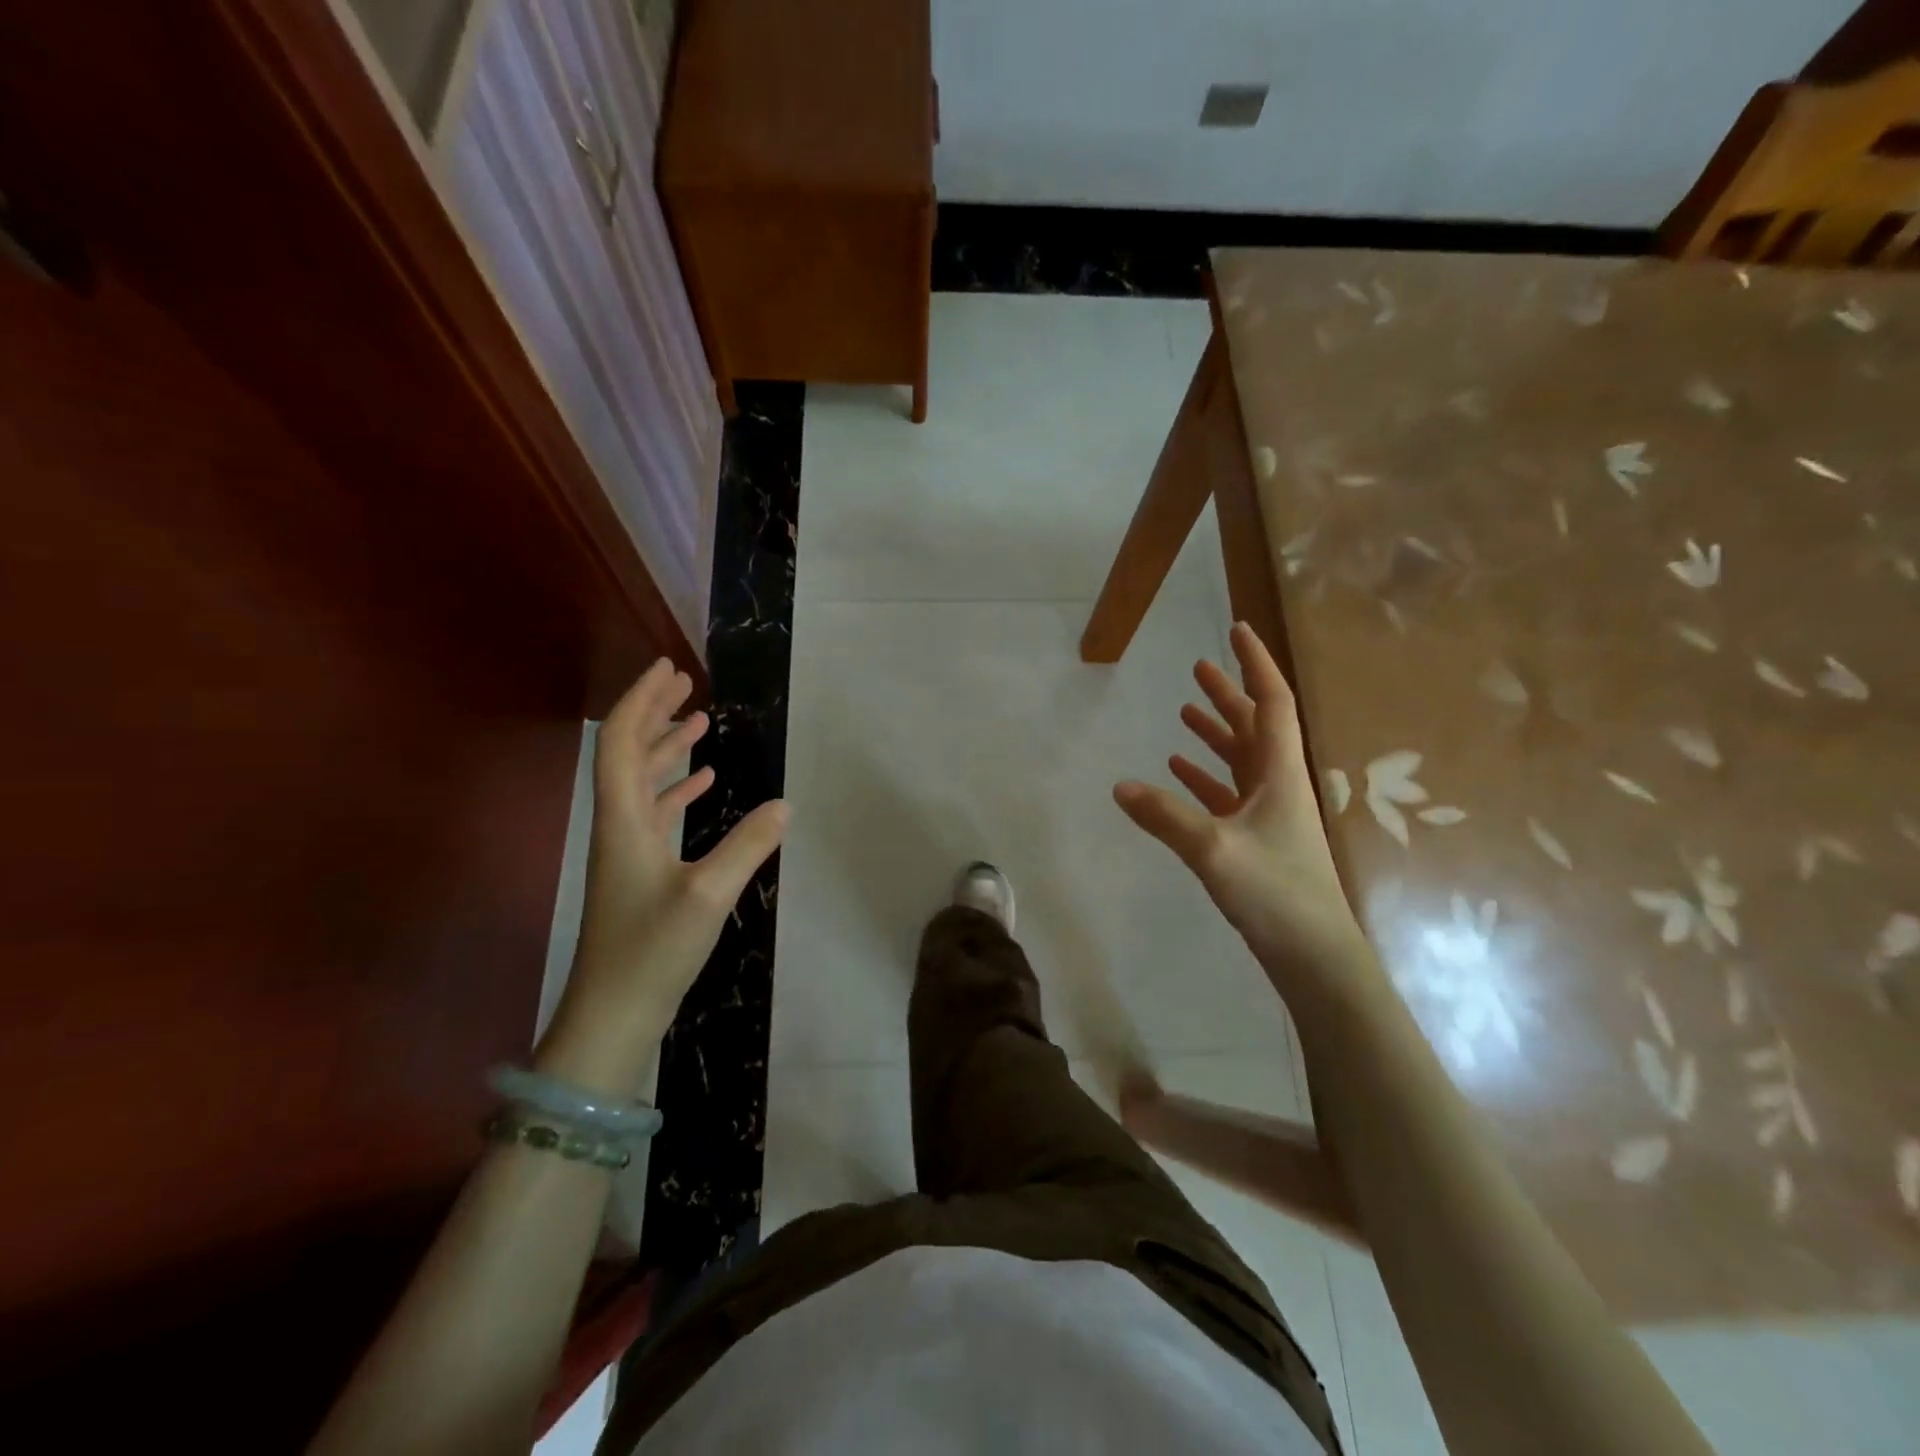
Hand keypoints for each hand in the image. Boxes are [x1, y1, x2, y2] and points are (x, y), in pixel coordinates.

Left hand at [538, 660, 786, 1093]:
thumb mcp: (707, 896)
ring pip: (642, 782)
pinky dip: (678, 788)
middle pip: (627, 753)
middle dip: (654, 713)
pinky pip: (656, 813)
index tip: (670, 670)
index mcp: (624, 820)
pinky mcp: (641, 872)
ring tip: (700, 722)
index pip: (620, 741)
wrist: (613, 1015)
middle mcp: (619, 826)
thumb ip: (747, 846)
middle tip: (686, 684)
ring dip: (667, 747)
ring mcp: (628, 850)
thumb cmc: (652, 951)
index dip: (642, 701)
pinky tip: (704, 783)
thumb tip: (785, 804)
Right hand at [1114, 622, 1372, 1006]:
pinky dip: (1205, 778)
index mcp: (1280, 774)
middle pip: (1254, 726)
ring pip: (1240, 760)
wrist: (1314, 956)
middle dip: (1228, 694)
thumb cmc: (1275, 893)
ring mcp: (1269, 814)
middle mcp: (1278, 785)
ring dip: (1215, 733)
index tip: (1237, 630)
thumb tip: (1119, 786)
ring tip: (1185, 710)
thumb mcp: (1213, 850)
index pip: (1271, 703)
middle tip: (1199, 666)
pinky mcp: (1256, 841)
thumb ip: (1165, 816)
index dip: (1255, 665)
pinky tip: (1178, 771)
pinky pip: (1228, 795)